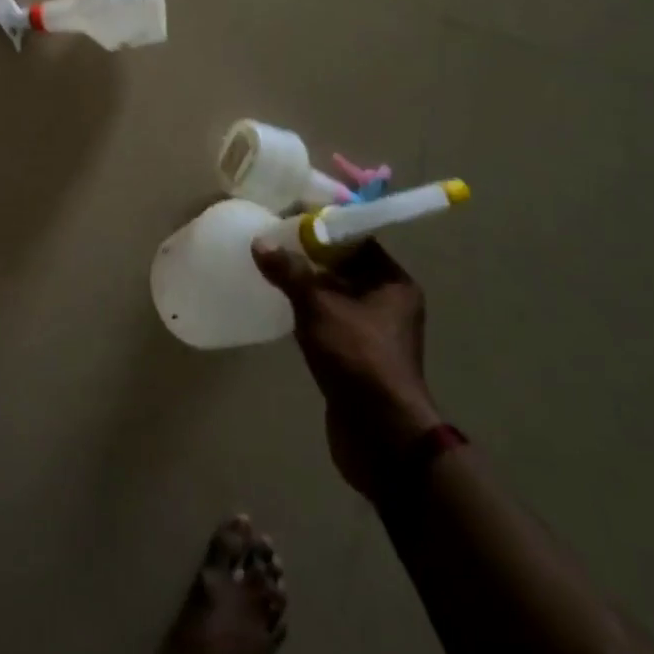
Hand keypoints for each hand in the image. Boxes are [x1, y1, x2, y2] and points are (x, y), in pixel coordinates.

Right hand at [253, 238, 441, 498]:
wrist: (380, 435)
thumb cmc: (358, 357)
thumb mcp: (319, 307)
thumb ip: (290, 272)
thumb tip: (260, 242)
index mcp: (393, 283)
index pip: (357, 240)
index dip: (324, 228)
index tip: (289, 218)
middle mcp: (390, 304)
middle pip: (345, 268)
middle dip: (310, 257)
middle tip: (273, 241)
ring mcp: (375, 333)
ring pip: (336, 297)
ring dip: (307, 287)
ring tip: (271, 269)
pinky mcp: (359, 358)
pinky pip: (331, 322)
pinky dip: (309, 314)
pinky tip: (281, 307)